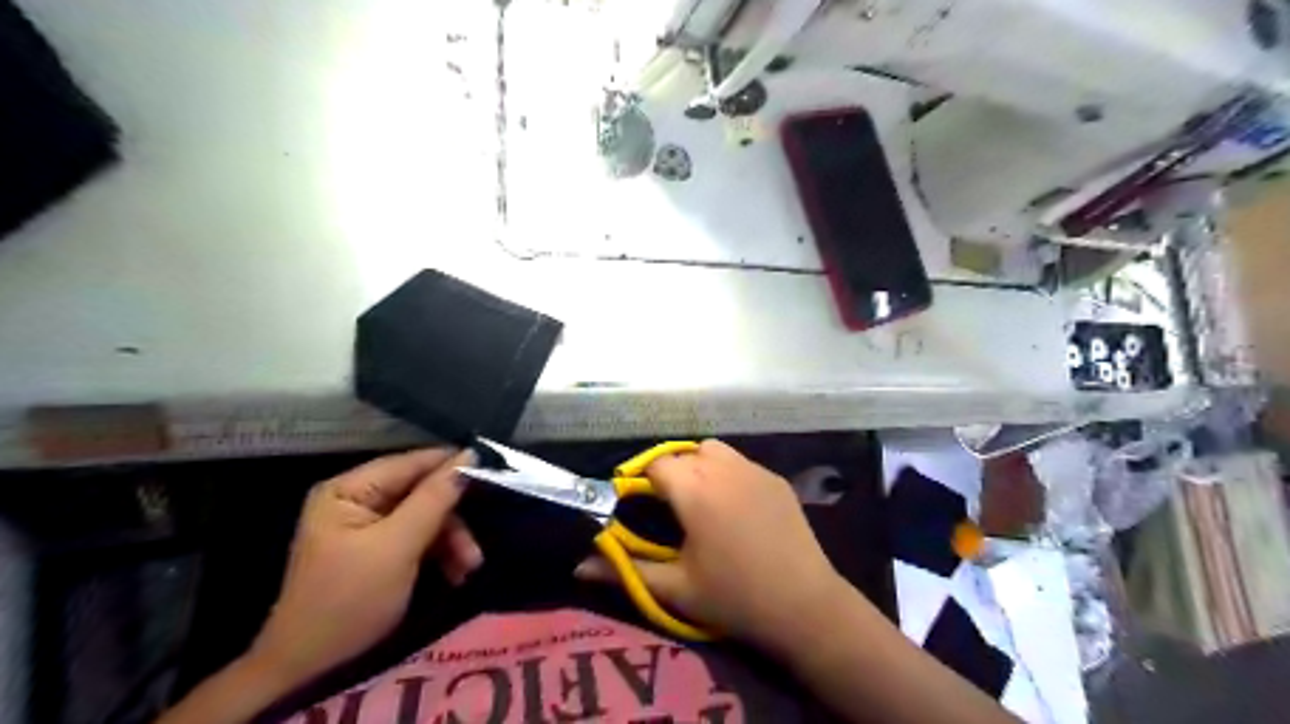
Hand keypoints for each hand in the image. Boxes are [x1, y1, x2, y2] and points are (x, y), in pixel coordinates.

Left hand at [246, 446, 477, 688]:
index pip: (412, 463)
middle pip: (422, 492)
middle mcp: (357, 499)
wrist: (310, 669)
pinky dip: (439, 553)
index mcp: (350, 489)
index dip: (453, 467)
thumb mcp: (398, 546)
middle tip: (475, 550)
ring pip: (426, 516)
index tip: (493, 476)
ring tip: (468, 569)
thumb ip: (434, 498)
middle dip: (453, 519)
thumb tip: (469, 454)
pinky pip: (418, 537)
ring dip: (451, 541)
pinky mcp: (378, 549)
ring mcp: (367, 525)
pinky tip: (455, 574)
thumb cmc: (349, 600)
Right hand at [573, 438, 847, 652]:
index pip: (656, 464)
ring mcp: (755, 470)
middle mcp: (724, 469)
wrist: (805, 606)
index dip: (643, 481)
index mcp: (695, 491)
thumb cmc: (734, 598)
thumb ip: (624, 570)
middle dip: (670, 471)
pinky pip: (741, 463)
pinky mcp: (776, 479)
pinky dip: (728, 473)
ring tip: (701, 500)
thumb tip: (577, 566)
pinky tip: (735, 506)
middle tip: (669, 507)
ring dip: (699, 465)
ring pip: (714, 450)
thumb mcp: (674, 588)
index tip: (639, 505)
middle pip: (684, 452)